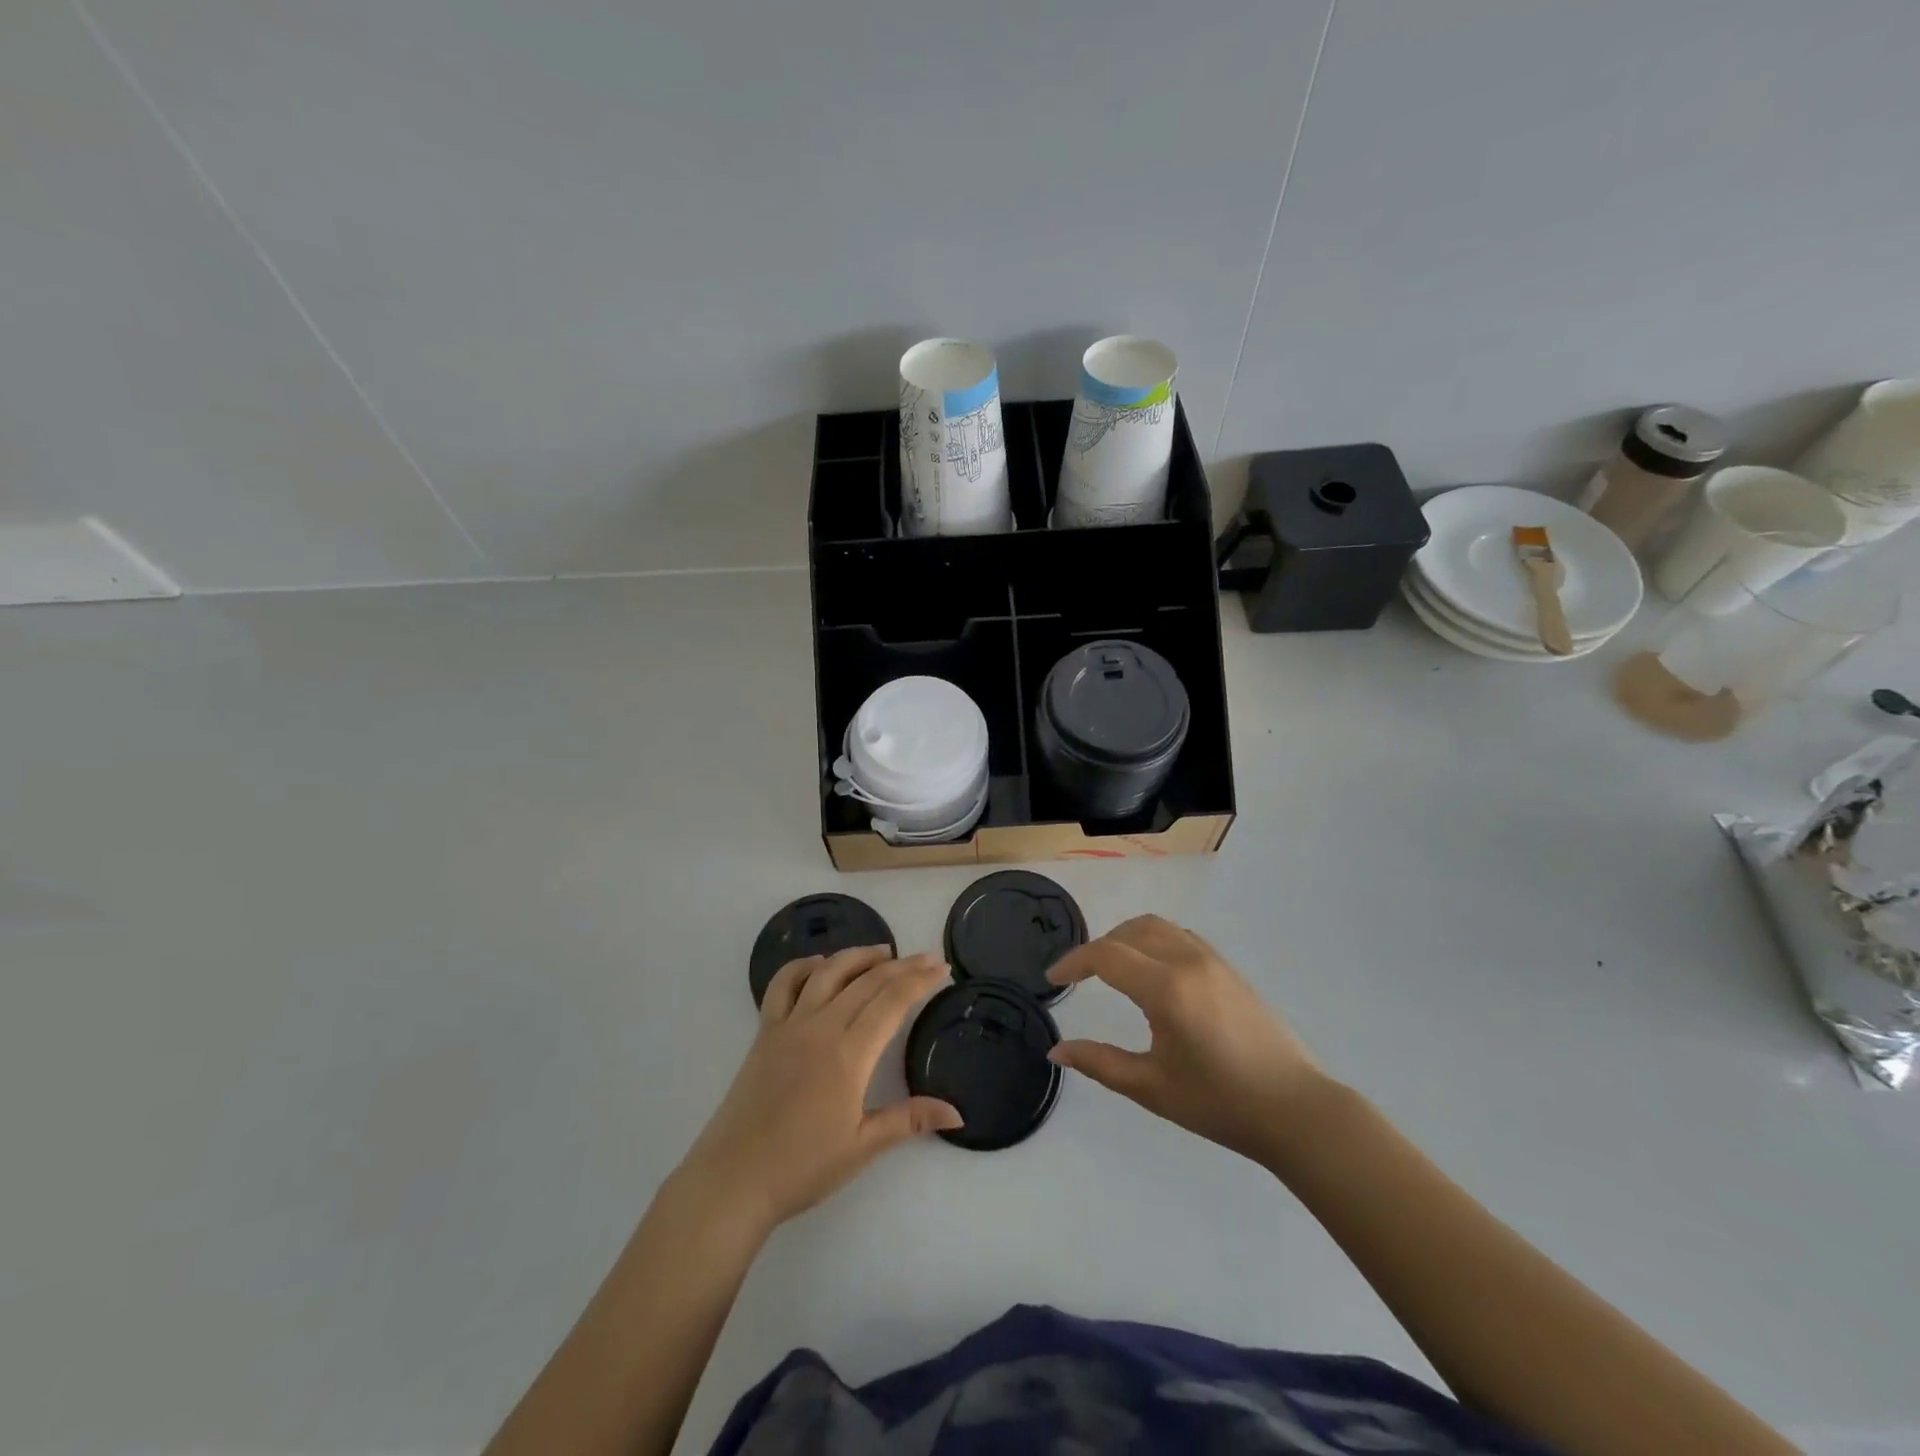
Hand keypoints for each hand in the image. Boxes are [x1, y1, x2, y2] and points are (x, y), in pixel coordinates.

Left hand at [679, 946, 960, 1232]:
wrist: (734, 1179)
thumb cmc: (803, 1167)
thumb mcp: (863, 1148)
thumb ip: (910, 1120)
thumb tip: (957, 1114)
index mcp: (849, 1054)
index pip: (893, 1001)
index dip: (920, 980)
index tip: (942, 969)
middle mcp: (821, 1027)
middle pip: (868, 981)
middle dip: (902, 966)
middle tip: (927, 958)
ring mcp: (789, 1025)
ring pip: (828, 972)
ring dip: (858, 956)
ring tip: (883, 952)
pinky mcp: (765, 1032)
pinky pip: (783, 985)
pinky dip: (803, 966)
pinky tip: (820, 964)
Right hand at [1047, 915, 1326, 1165]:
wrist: (1295, 1109)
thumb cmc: (1219, 1103)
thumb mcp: (1151, 1087)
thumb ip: (1099, 1063)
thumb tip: (1056, 1050)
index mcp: (1166, 988)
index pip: (1106, 956)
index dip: (1073, 962)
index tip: (1052, 979)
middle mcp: (1187, 961)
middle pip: (1130, 931)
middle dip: (1098, 947)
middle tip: (1079, 976)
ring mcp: (1212, 960)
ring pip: (1157, 927)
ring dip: (1126, 938)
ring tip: (1110, 968)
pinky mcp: (1229, 968)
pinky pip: (1180, 936)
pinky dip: (1153, 940)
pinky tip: (1151, 971)